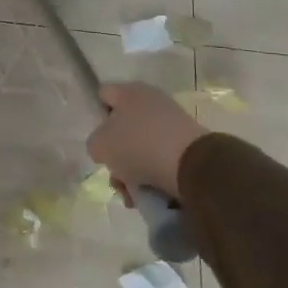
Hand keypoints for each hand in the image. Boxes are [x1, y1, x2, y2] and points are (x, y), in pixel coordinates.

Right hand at [86, 82, 206, 201]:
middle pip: (123, 127)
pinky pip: (162, 159)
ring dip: (133, 172)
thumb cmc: (138, 146)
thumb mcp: (100, 145)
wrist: (192, 165)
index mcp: (129, 92)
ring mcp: (173, 122)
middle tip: (115, 176)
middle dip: (116, 155)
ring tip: (132, 195)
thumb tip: (105, 147)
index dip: (96, 116)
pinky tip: (149, 195)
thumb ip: (95, 143)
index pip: (104, 95)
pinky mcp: (188, 144)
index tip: (98, 140)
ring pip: (142, 148)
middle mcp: (152, 101)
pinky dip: (153, 176)